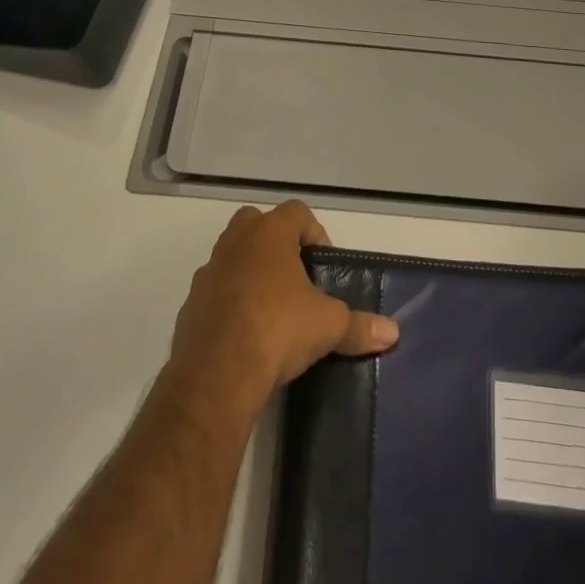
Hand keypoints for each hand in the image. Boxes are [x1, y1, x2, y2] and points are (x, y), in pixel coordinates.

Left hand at [166, 201, 399, 417]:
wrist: (216, 372)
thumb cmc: (277, 329)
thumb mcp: (328, 326)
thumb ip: (359, 325)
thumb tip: (393, 332)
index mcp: (269, 234)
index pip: (296, 211)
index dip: (314, 232)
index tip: (322, 263)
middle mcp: (236, 242)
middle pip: (257, 223)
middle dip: (276, 243)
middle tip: (295, 277)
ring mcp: (209, 271)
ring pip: (232, 256)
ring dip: (250, 271)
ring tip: (272, 308)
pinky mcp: (191, 303)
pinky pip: (215, 291)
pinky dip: (230, 301)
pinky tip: (245, 332)